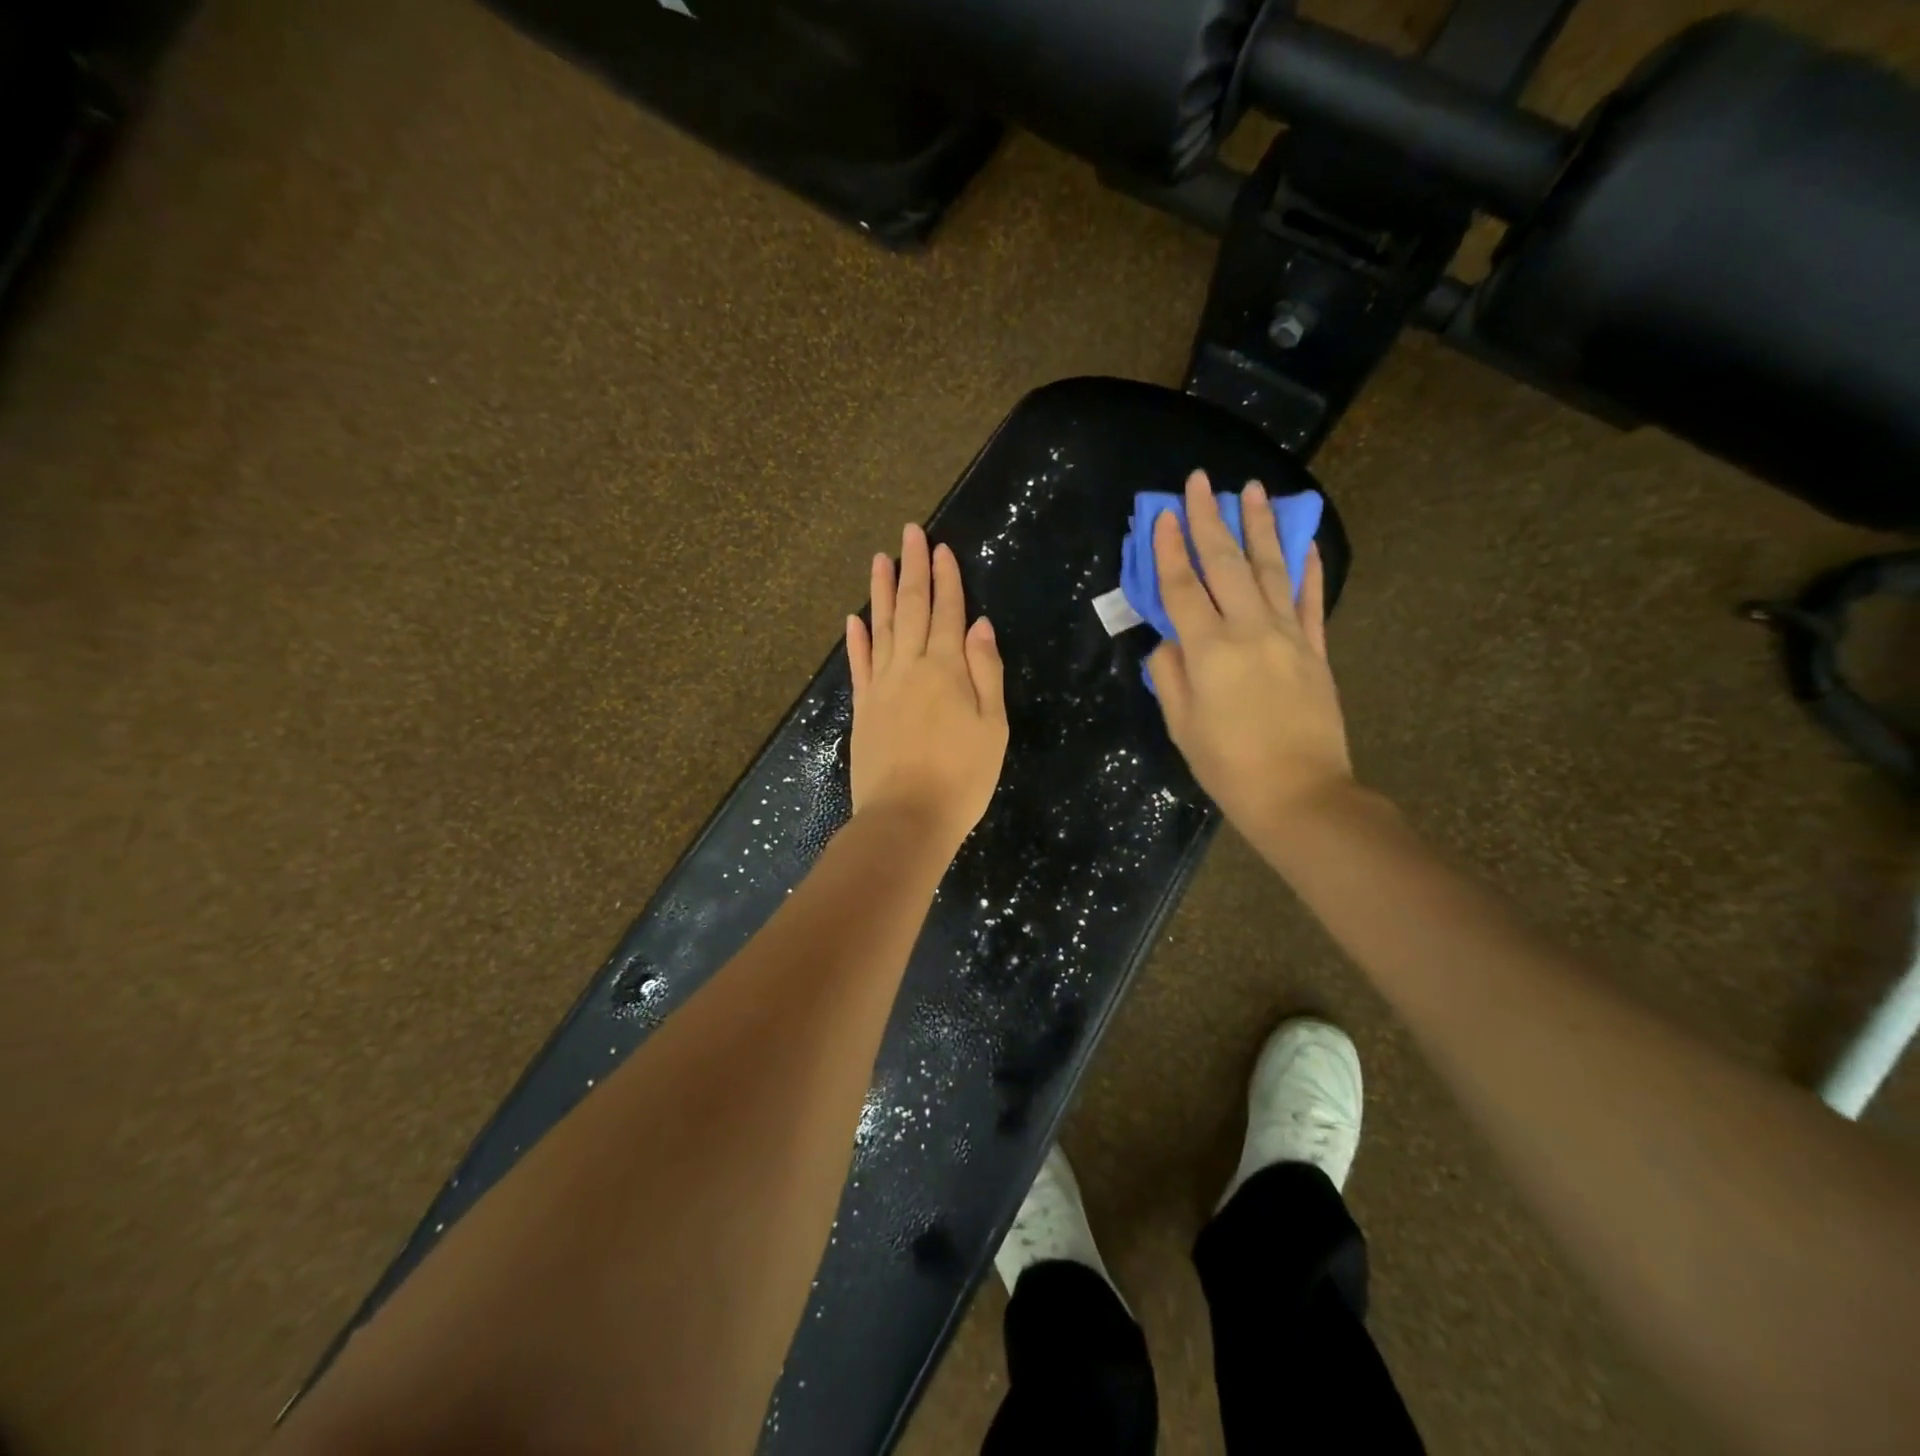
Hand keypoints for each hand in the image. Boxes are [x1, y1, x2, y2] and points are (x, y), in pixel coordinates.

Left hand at [845, 524, 1008, 851]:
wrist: (906, 818)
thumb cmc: (962, 777)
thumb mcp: (993, 726)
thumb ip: (985, 672)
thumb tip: (979, 624)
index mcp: (946, 669)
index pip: (946, 612)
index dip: (946, 579)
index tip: (940, 547)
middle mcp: (909, 667)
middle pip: (910, 608)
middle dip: (911, 569)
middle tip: (908, 532)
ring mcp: (880, 686)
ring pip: (880, 627)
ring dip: (879, 591)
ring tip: (878, 559)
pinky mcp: (863, 709)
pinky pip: (859, 665)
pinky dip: (856, 639)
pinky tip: (853, 619)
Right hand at [1146, 470, 1353, 846]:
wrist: (1301, 795)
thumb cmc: (1228, 766)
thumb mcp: (1182, 726)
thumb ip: (1171, 675)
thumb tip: (1168, 640)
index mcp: (1210, 651)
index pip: (1182, 588)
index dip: (1168, 550)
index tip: (1161, 514)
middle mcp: (1250, 631)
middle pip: (1225, 565)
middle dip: (1209, 519)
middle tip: (1200, 481)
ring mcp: (1290, 637)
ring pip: (1271, 570)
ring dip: (1259, 527)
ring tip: (1252, 490)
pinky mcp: (1317, 651)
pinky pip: (1312, 601)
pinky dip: (1307, 569)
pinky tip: (1303, 543)